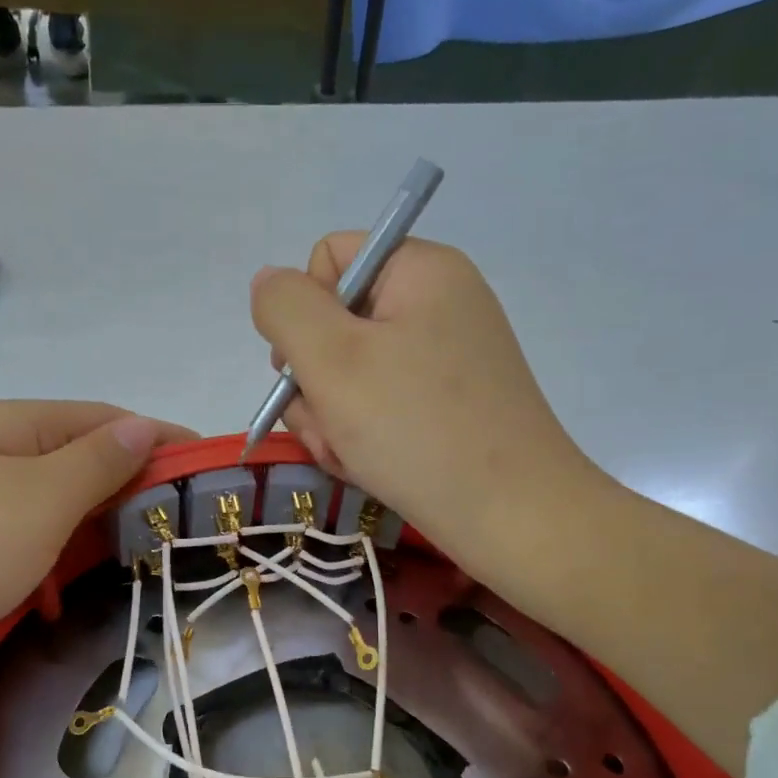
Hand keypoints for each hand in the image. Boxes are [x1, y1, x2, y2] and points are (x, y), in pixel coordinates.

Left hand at [0, 401, 192, 710]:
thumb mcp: (37, 501)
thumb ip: (96, 462)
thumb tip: (141, 424)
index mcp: (12, 426)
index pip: (109, 420)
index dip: (163, 443)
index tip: (211, 479)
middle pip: (79, 463)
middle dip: (129, 495)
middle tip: (177, 536)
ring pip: (49, 511)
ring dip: (87, 537)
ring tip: (123, 573)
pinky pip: (16, 548)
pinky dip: (44, 568)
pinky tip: (50, 603)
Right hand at [250, 233, 603, 572]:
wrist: (510, 516)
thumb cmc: (415, 428)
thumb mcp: (332, 359)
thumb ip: (286, 308)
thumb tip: (267, 282)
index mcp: (420, 270)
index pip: (329, 260)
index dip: (304, 312)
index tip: (312, 366)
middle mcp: (436, 305)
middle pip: (334, 325)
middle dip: (314, 381)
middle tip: (329, 425)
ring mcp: (444, 360)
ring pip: (349, 376)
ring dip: (332, 418)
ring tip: (350, 454)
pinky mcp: (447, 406)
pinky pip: (379, 407)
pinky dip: (362, 437)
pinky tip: (369, 466)